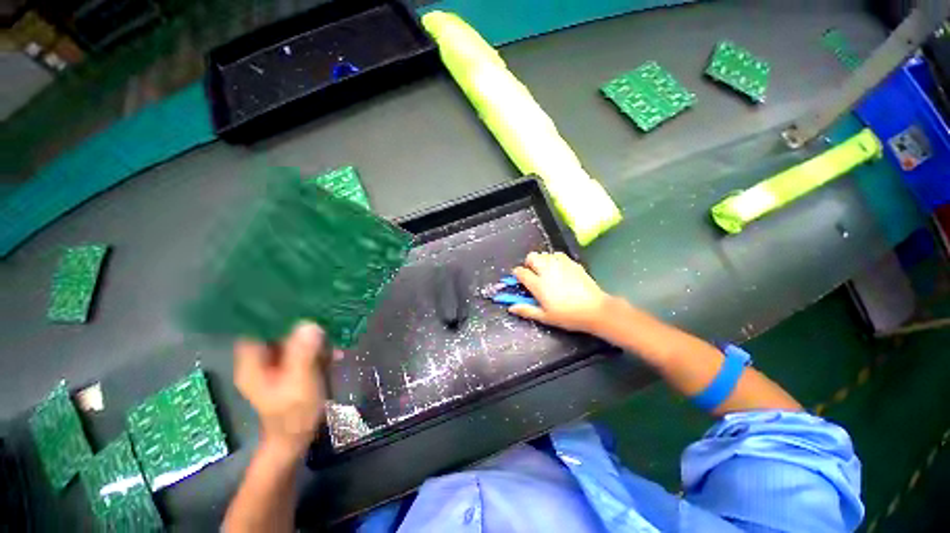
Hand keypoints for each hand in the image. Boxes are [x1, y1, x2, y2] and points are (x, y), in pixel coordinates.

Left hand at [234, 321, 328, 459]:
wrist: (296, 439)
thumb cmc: (293, 414)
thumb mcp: (299, 383)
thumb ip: (303, 353)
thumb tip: (310, 323)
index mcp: (252, 363)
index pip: (256, 327)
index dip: (273, 312)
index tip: (297, 298)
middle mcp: (261, 359)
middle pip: (276, 331)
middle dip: (300, 322)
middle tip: (324, 311)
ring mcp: (277, 364)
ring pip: (292, 339)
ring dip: (313, 335)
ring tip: (335, 331)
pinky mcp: (291, 368)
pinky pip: (303, 349)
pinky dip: (318, 348)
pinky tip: (336, 350)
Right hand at [509, 251, 611, 333]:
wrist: (595, 310)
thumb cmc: (568, 316)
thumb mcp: (545, 317)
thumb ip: (526, 310)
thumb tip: (510, 307)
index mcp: (538, 284)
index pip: (521, 272)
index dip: (517, 274)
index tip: (519, 278)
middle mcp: (547, 271)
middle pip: (531, 257)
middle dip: (529, 263)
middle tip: (533, 273)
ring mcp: (560, 265)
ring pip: (544, 254)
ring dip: (541, 260)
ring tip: (546, 271)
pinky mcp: (572, 263)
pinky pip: (558, 254)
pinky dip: (554, 259)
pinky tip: (558, 268)